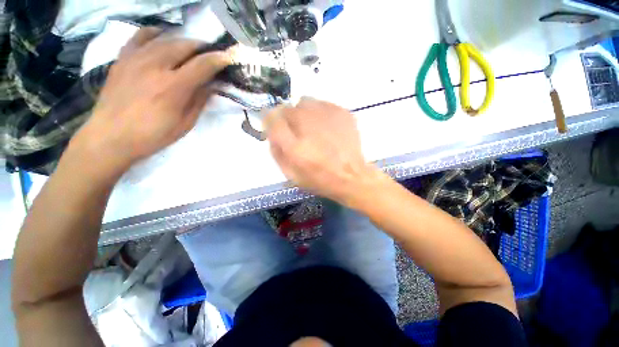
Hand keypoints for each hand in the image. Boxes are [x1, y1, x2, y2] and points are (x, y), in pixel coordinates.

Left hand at [70, 27, 231, 176]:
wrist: (110, 136)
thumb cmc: (153, 135)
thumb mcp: (185, 123)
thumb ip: (199, 101)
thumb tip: (211, 85)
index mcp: (174, 87)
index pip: (202, 65)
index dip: (218, 59)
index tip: (228, 58)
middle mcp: (155, 66)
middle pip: (184, 46)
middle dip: (202, 48)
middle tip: (210, 54)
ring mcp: (136, 59)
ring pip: (165, 39)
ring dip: (183, 42)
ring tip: (191, 49)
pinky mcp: (122, 58)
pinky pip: (140, 36)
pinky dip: (154, 33)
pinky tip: (161, 36)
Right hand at [265, 98, 377, 204]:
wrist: (352, 177)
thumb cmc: (320, 179)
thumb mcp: (291, 174)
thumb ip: (277, 151)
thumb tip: (271, 131)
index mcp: (295, 146)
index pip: (271, 118)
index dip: (269, 120)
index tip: (273, 125)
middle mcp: (309, 127)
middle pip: (287, 108)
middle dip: (287, 119)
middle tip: (297, 132)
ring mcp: (328, 116)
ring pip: (305, 102)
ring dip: (303, 113)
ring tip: (312, 129)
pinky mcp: (342, 113)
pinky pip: (323, 104)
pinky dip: (320, 114)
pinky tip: (327, 128)